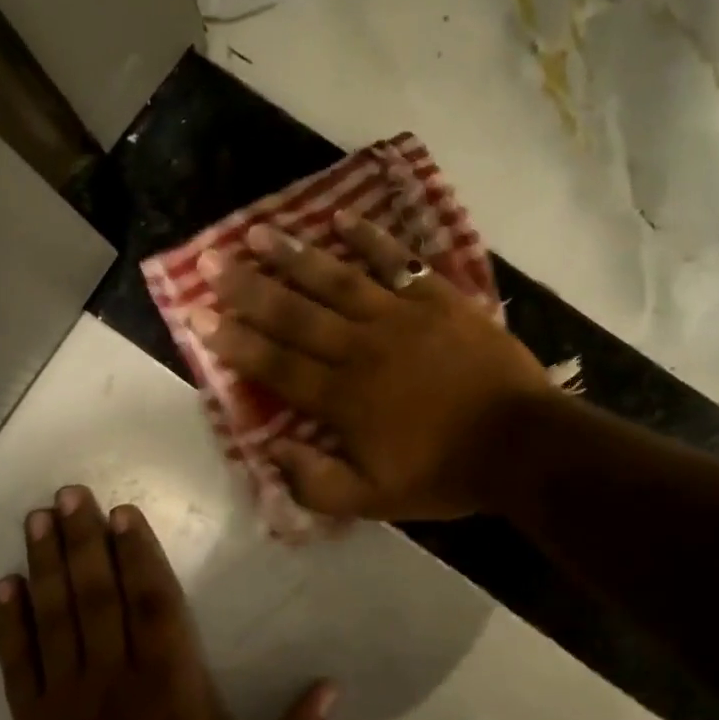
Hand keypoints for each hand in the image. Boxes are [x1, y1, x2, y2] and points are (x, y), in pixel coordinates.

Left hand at [0, 487, 334, 719]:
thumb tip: (333, 688)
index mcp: (167, 680)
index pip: (151, 602)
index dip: (137, 554)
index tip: (122, 513)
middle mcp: (114, 673)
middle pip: (96, 594)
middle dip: (84, 540)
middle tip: (70, 493)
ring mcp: (66, 693)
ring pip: (55, 615)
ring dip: (46, 563)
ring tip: (38, 518)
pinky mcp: (32, 717)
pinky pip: (19, 660)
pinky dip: (10, 621)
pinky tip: (5, 584)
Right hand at [196, 214, 556, 519]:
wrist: (522, 444)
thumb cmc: (446, 473)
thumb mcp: (376, 500)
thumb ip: (318, 482)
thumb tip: (270, 453)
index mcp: (342, 397)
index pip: (276, 364)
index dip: (234, 340)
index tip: (197, 314)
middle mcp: (361, 347)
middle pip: (295, 313)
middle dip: (248, 288)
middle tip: (210, 261)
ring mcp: (400, 317)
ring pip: (337, 279)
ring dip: (295, 255)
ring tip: (258, 232)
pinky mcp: (438, 299)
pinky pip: (398, 262)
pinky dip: (371, 239)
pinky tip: (343, 219)